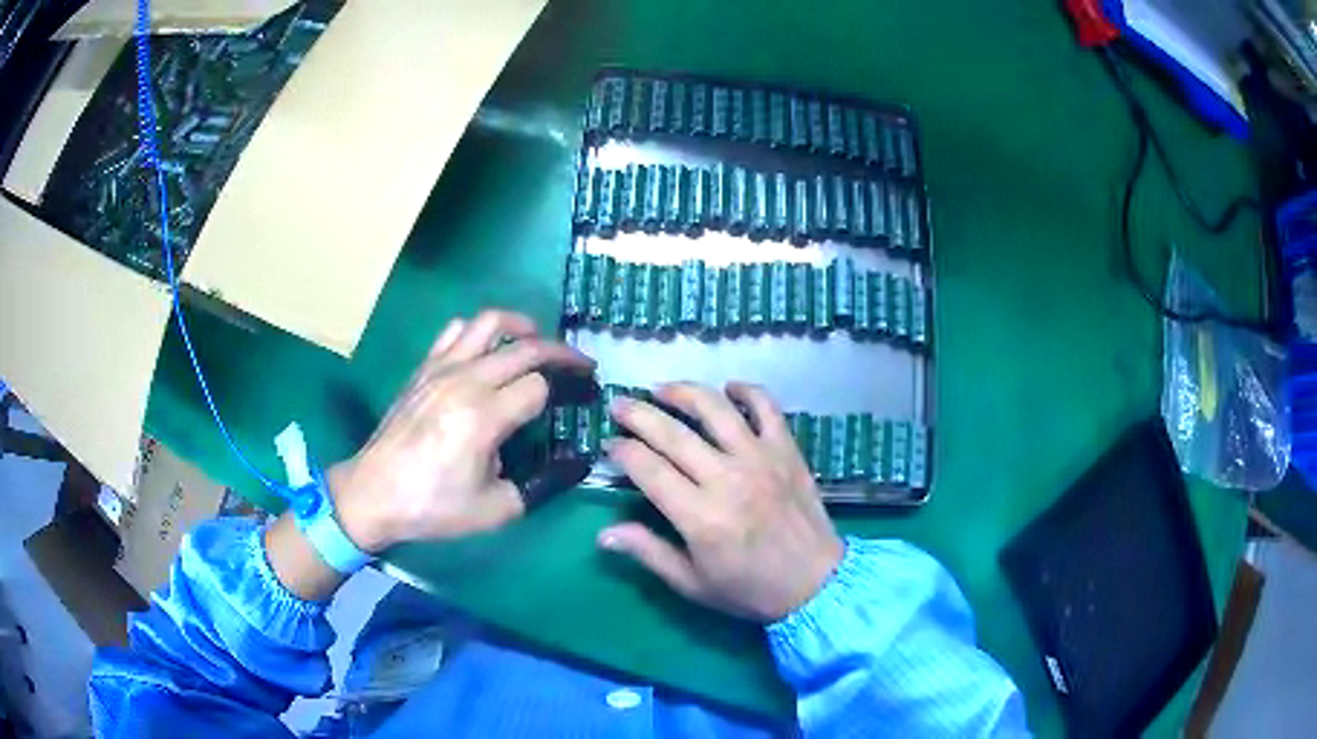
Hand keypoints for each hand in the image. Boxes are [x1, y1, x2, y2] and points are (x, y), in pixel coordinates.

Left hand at [328, 310, 593, 551]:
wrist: (373, 494)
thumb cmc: (433, 507)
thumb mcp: (496, 510)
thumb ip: (540, 486)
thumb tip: (572, 465)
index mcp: (485, 417)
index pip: (539, 385)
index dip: (567, 390)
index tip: (582, 398)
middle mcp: (466, 381)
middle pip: (525, 347)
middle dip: (561, 353)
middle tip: (580, 365)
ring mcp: (441, 368)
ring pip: (488, 322)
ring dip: (521, 326)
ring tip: (536, 341)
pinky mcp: (423, 368)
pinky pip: (455, 331)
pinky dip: (479, 331)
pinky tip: (486, 351)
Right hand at [599, 382, 843, 621]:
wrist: (816, 584)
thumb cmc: (750, 590)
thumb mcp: (692, 583)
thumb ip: (648, 553)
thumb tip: (603, 534)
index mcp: (699, 517)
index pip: (648, 469)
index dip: (623, 451)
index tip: (610, 444)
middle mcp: (727, 478)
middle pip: (672, 433)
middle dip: (638, 414)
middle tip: (620, 404)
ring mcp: (760, 459)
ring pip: (716, 409)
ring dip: (684, 392)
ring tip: (662, 389)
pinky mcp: (787, 451)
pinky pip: (767, 407)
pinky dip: (747, 391)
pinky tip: (729, 388)